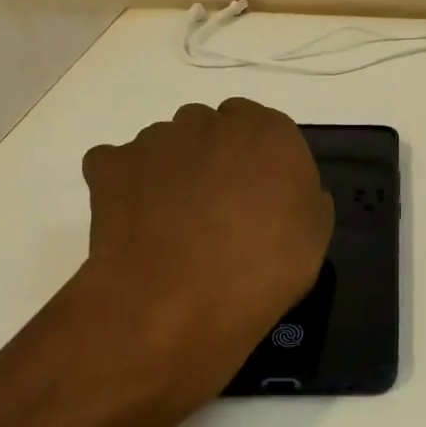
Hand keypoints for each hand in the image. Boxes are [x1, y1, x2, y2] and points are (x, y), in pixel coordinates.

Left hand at [74, 98, 333, 413]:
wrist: (175, 304)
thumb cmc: (261, 270)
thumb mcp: (313, 239)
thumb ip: (304, 200)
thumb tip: (287, 195)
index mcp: (270, 132)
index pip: (261, 126)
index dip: (254, 160)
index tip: (255, 194)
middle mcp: (213, 122)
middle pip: (211, 128)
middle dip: (211, 157)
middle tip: (214, 207)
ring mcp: (158, 140)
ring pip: (165, 143)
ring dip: (169, 169)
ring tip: (168, 222)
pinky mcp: (112, 165)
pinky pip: (115, 163)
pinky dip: (121, 184)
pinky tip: (131, 221)